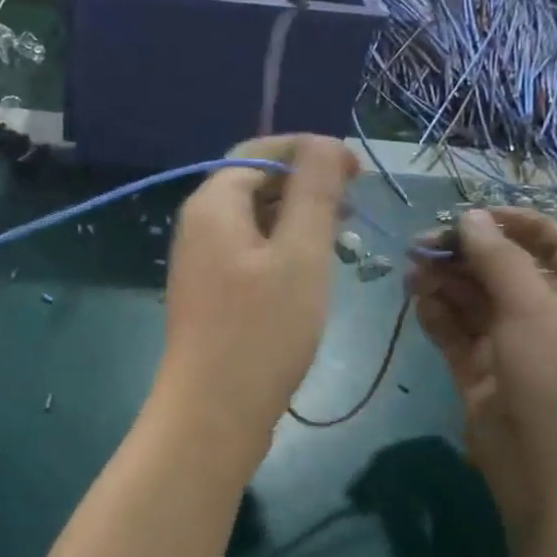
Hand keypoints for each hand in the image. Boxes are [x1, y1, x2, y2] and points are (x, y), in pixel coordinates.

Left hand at [153, 136, 358, 458]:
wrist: (213, 414)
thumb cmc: (262, 332)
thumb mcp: (301, 254)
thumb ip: (314, 192)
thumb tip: (323, 142)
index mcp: (213, 204)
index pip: (261, 151)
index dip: (310, 151)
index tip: (357, 173)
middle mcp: (199, 226)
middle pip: (255, 184)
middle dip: (306, 186)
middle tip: (354, 207)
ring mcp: (202, 263)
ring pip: (256, 222)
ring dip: (298, 219)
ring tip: (341, 238)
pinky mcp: (212, 295)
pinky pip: (251, 254)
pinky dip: (284, 250)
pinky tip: (312, 272)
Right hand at [410, 207, 556, 533]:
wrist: (554, 474)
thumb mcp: (534, 309)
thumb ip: (498, 260)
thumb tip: (470, 218)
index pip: (554, 243)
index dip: (517, 224)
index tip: (472, 216)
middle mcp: (546, 316)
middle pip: (503, 270)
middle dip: (465, 253)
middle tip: (421, 244)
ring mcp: (510, 347)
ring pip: (473, 301)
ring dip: (444, 281)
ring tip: (411, 270)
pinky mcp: (479, 374)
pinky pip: (455, 334)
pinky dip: (436, 315)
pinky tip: (416, 299)